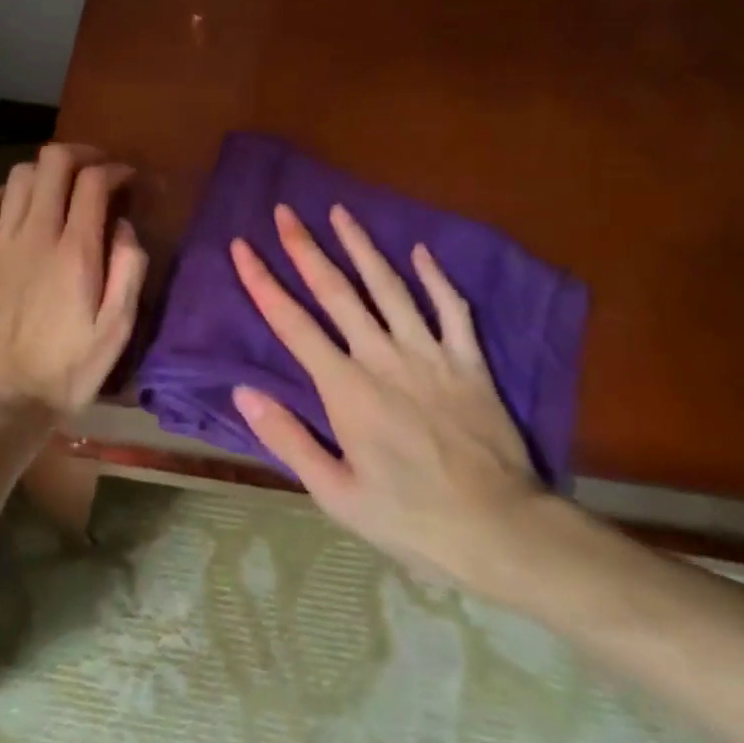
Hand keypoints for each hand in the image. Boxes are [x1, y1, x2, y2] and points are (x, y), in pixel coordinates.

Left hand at [0, 144, 147, 422]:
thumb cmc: (67, 370)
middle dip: (81, 155)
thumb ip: (128, 270)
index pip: (95, 181)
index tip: (127, 179)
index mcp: (76, 251)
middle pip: (54, 162)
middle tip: (97, 170)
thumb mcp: (117, 329)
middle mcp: (36, 234)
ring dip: (46, 171)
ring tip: (61, 188)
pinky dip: (5, 193)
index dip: (115, 169)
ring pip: (20, 175)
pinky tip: (17, 206)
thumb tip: (125, 226)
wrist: (1, 401)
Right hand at [230, 204, 554, 598]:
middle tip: (285, 211)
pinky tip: (421, 251)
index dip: (262, 282)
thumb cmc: (410, 518)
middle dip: (306, 248)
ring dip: (362, 247)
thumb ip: (288, 438)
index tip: (242, 246)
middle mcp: (382, 357)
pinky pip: (451, 309)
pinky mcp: (468, 362)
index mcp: (345, 388)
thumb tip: (243, 391)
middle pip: (337, 291)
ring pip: (389, 287)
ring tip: (340, 212)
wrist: (500, 531)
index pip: (293, 323)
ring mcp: (429, 354)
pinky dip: (435, 278)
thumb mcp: (336, 493)